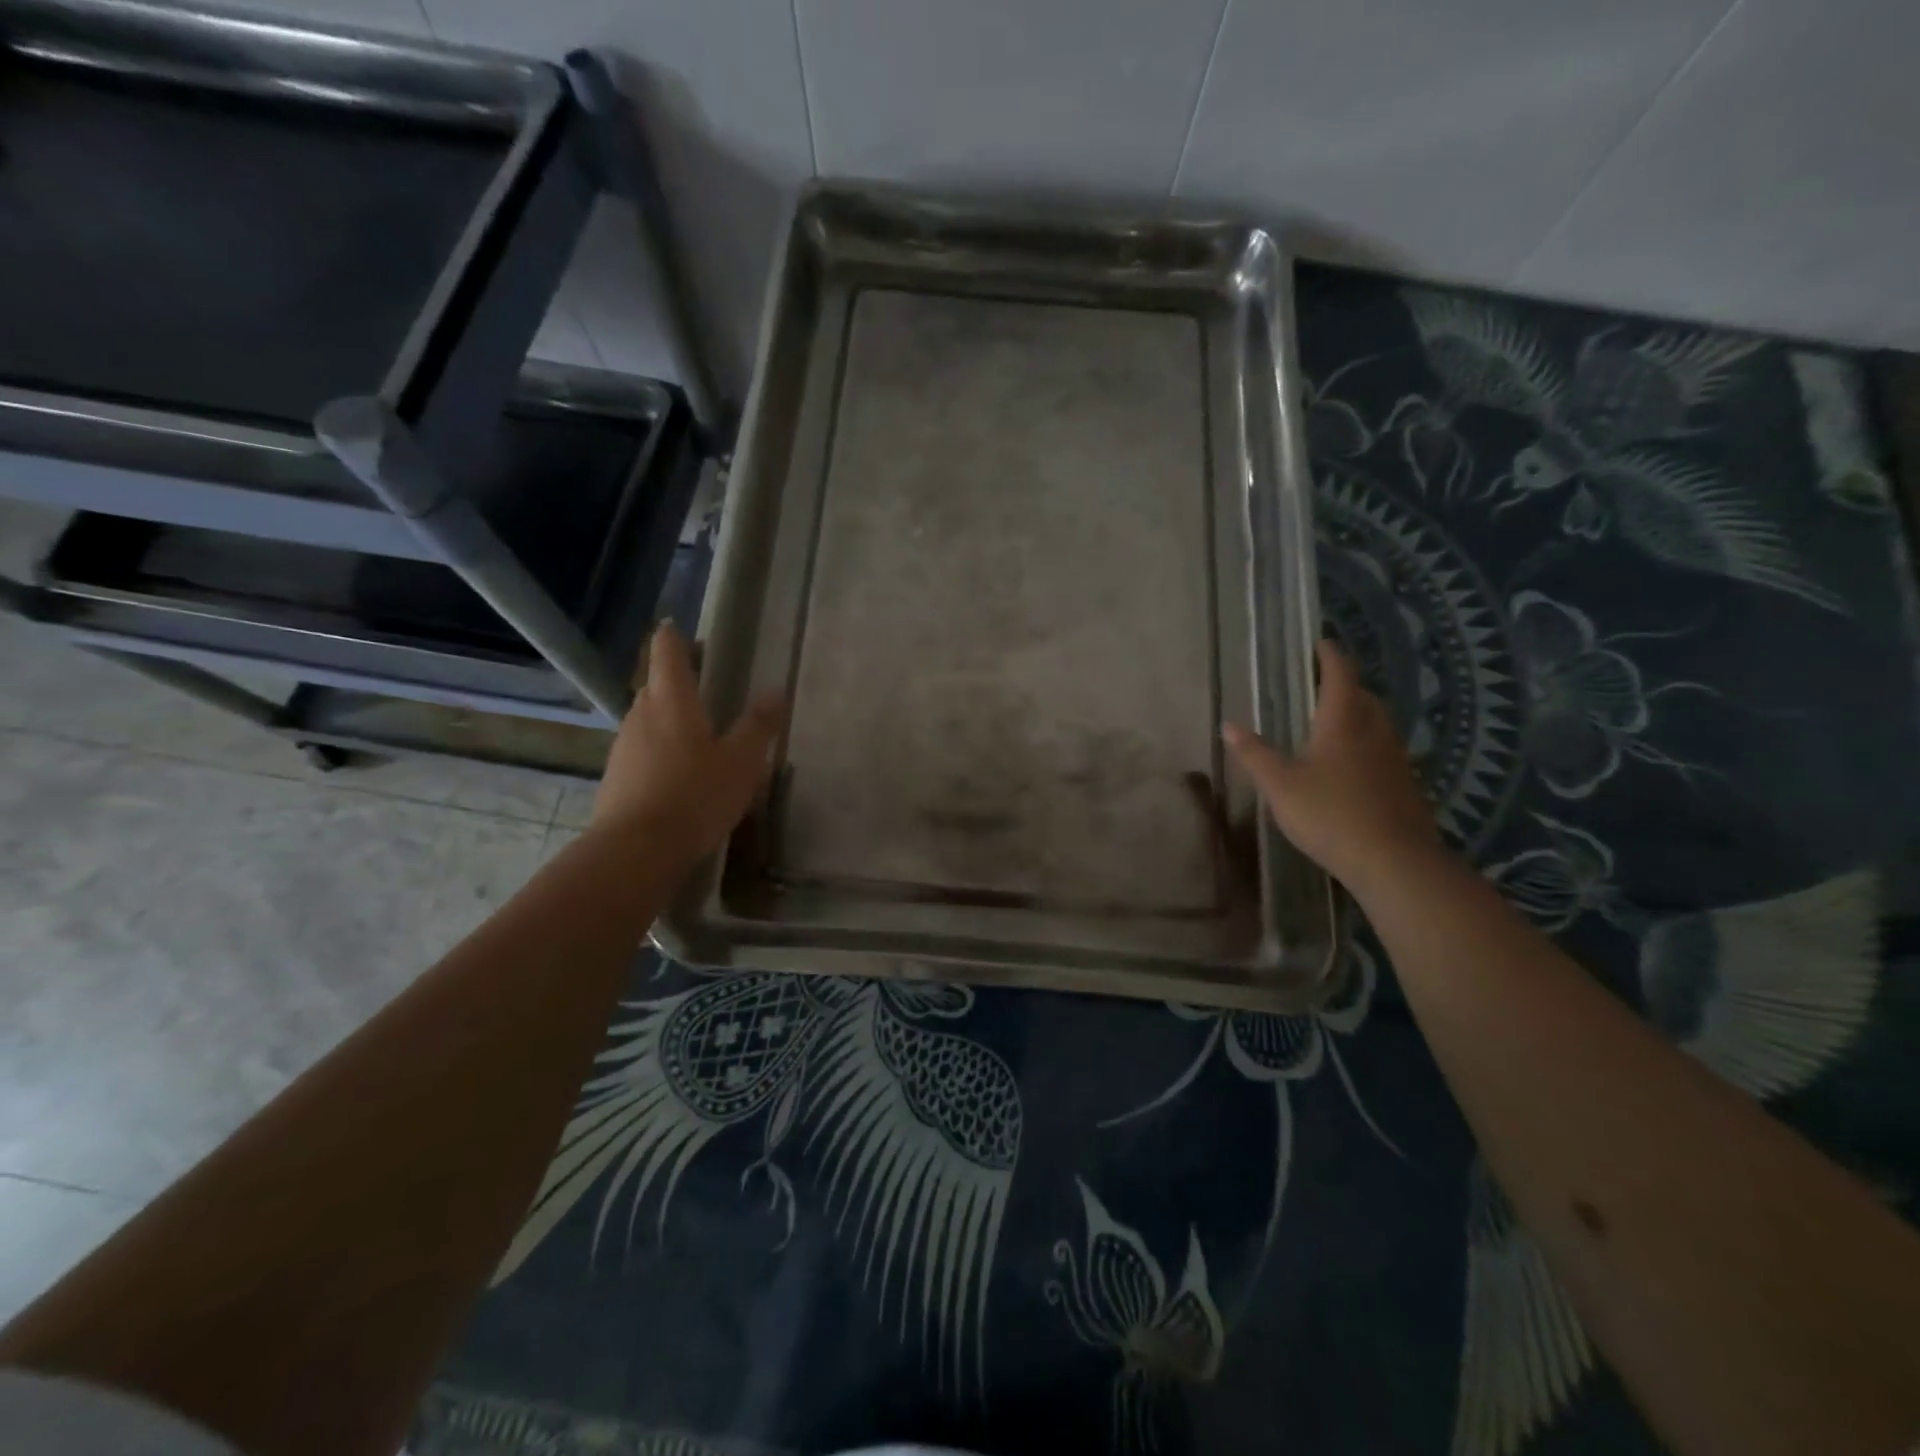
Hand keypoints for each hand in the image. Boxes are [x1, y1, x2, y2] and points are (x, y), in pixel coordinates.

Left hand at [592, 623, 785, 860]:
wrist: (636, 850)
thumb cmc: (695, 796)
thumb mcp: (741, 762)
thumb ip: (759, 726)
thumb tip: (775, 691)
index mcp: (672, 701)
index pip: (667, 653)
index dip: (674, 637)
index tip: (678, 627)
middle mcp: (641, 715)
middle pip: (656, 685)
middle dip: (676, 680)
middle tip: (706, 685)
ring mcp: (624, 747)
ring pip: (647, 719)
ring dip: (668, 717)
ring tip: (697, 732)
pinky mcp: (616, 777)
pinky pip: (641, 750)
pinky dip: (659, 749)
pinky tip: (678, 772)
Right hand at [1223, 639, 1438, 900]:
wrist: (1394, 862)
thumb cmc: (1330, 814)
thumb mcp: (1280, 784)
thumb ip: (1254, 753)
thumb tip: (1228, 725)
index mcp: (1343, 722)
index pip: (1340, 675)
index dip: (1330, 656)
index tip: (1320, 644)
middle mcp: (1374, 732)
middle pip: (1364, 696)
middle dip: (1344, 685)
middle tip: (1320, 685)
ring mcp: (1395, 759)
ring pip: (1377, 723)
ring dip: (1358, 714)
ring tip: (1333, 722)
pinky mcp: (1405, 785)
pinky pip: (1384, 751)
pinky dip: (1367, 744)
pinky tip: (1351, 766)